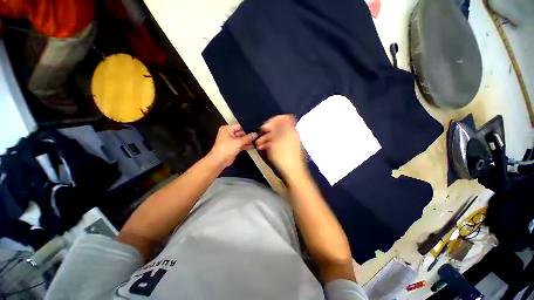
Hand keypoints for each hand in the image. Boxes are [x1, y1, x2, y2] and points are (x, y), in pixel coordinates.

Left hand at [208, 124, 256, 167]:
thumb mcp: (238, 142)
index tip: (256, 129)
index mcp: (227, 129)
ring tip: (257, 141)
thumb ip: (248, 138)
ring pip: (241, 139)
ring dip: (248, 141)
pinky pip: (241, 144)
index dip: (248, 128)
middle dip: (249, 135)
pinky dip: (245, 145)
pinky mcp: (233, 147)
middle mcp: (229, 133)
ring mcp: (231, 140)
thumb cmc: (227, 148)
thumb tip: (256, 134)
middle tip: (258, 136)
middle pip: (241, 133)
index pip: (240, 126)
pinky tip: (253, 146)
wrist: (219, 161)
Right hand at [255, 115, 306, 177]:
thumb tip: (270, 122)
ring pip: (277, 136)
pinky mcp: (287, 149)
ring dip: (267, 138)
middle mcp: (291, 134)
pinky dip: (270, 144)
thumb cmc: (283, 154)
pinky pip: (278, 143)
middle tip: (259, 134)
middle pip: (279, 128)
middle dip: (268, 131)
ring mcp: (290, 142)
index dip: (274, 119)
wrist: (292, 171)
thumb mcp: (276, 140)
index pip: (284, 118)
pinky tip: (262, 148)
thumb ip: (274, 128)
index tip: (266, 125)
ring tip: (258, 144)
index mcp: (291, 130)